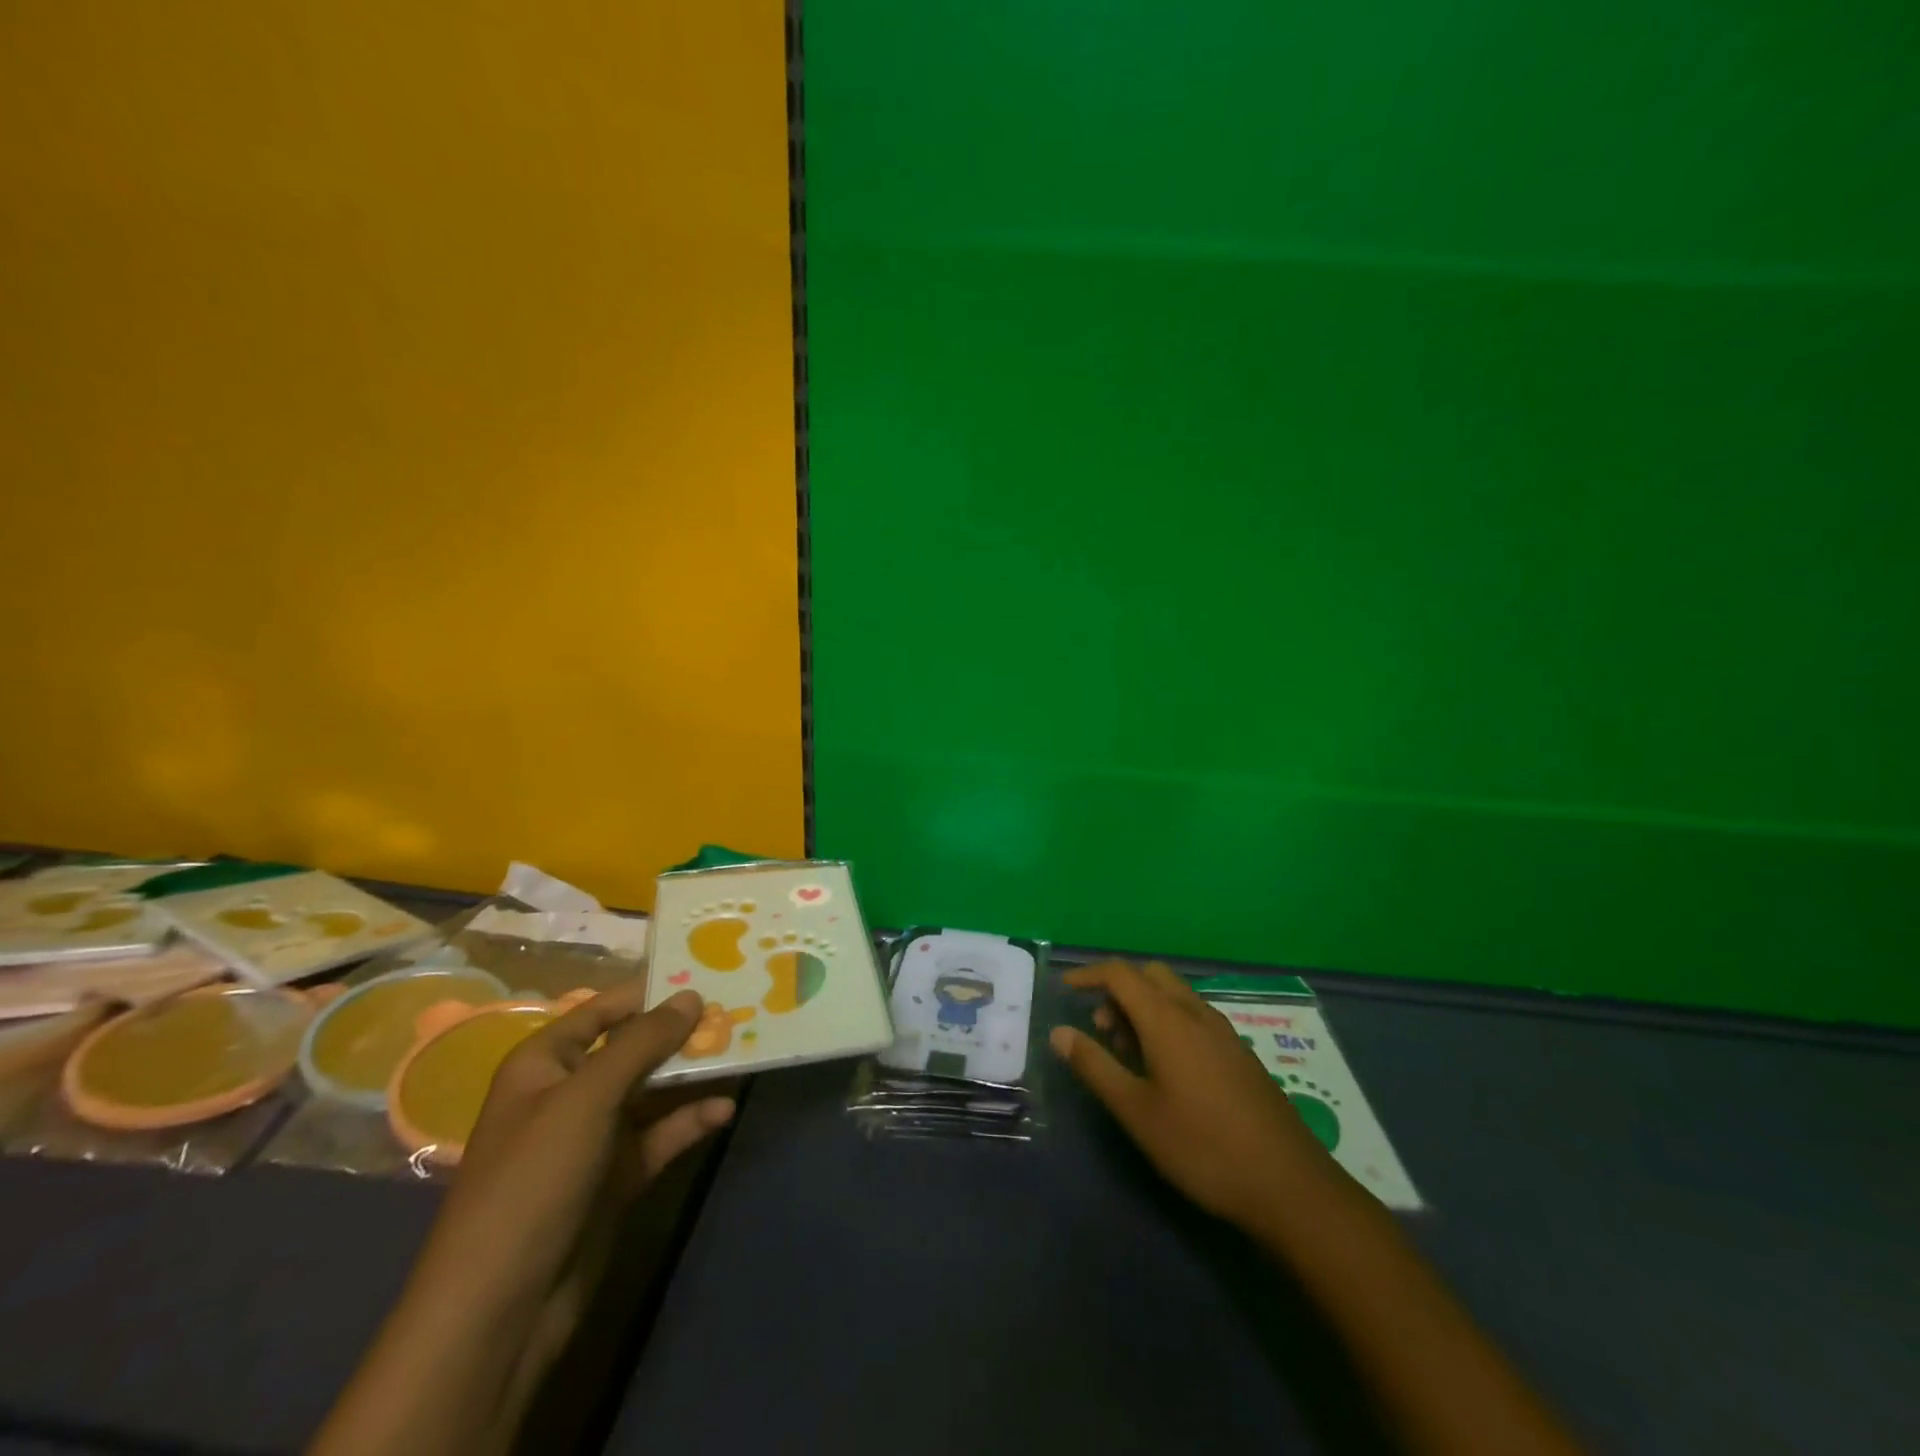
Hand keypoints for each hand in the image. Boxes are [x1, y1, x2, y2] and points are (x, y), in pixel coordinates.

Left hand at [313, 984, 733, 1455]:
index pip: (603, 1009)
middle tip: (738, 1015)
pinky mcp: (618, 1176)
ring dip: (693, 1077)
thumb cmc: (534, 1178)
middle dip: (682, 1034)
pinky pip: (661, 1135)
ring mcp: (595, 1137)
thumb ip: (642, 1043)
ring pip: (654, 1092)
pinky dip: (690, 1122)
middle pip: (635, 1049)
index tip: (706, 976)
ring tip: (743, 1055)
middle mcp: (571, 1092)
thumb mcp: (587, 1097)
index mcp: (546, 1063)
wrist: (502, 1307)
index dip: (651, 992)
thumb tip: (692, 996)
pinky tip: (724, 1111)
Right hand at [1050, 960, 1338, 1228]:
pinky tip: (1167, 1070)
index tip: (1065, 989)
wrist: (1289, 1185)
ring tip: (1129, 1054)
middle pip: (1151, 975)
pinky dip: (1168, 1022)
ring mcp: (1224, 1032)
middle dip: (1118, 990)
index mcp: (1168, 1020)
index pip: (1121, 973)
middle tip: (1101, 1029)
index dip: (1089, 974)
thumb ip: (1095, 1066)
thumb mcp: (1136, 1111)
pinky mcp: (1240, 1053)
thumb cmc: (1201, 1146)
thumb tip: (1059, 1032)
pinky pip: (1194, 1016)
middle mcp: (1196, 1013)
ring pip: (1174, 995)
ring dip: (1144, 1007)